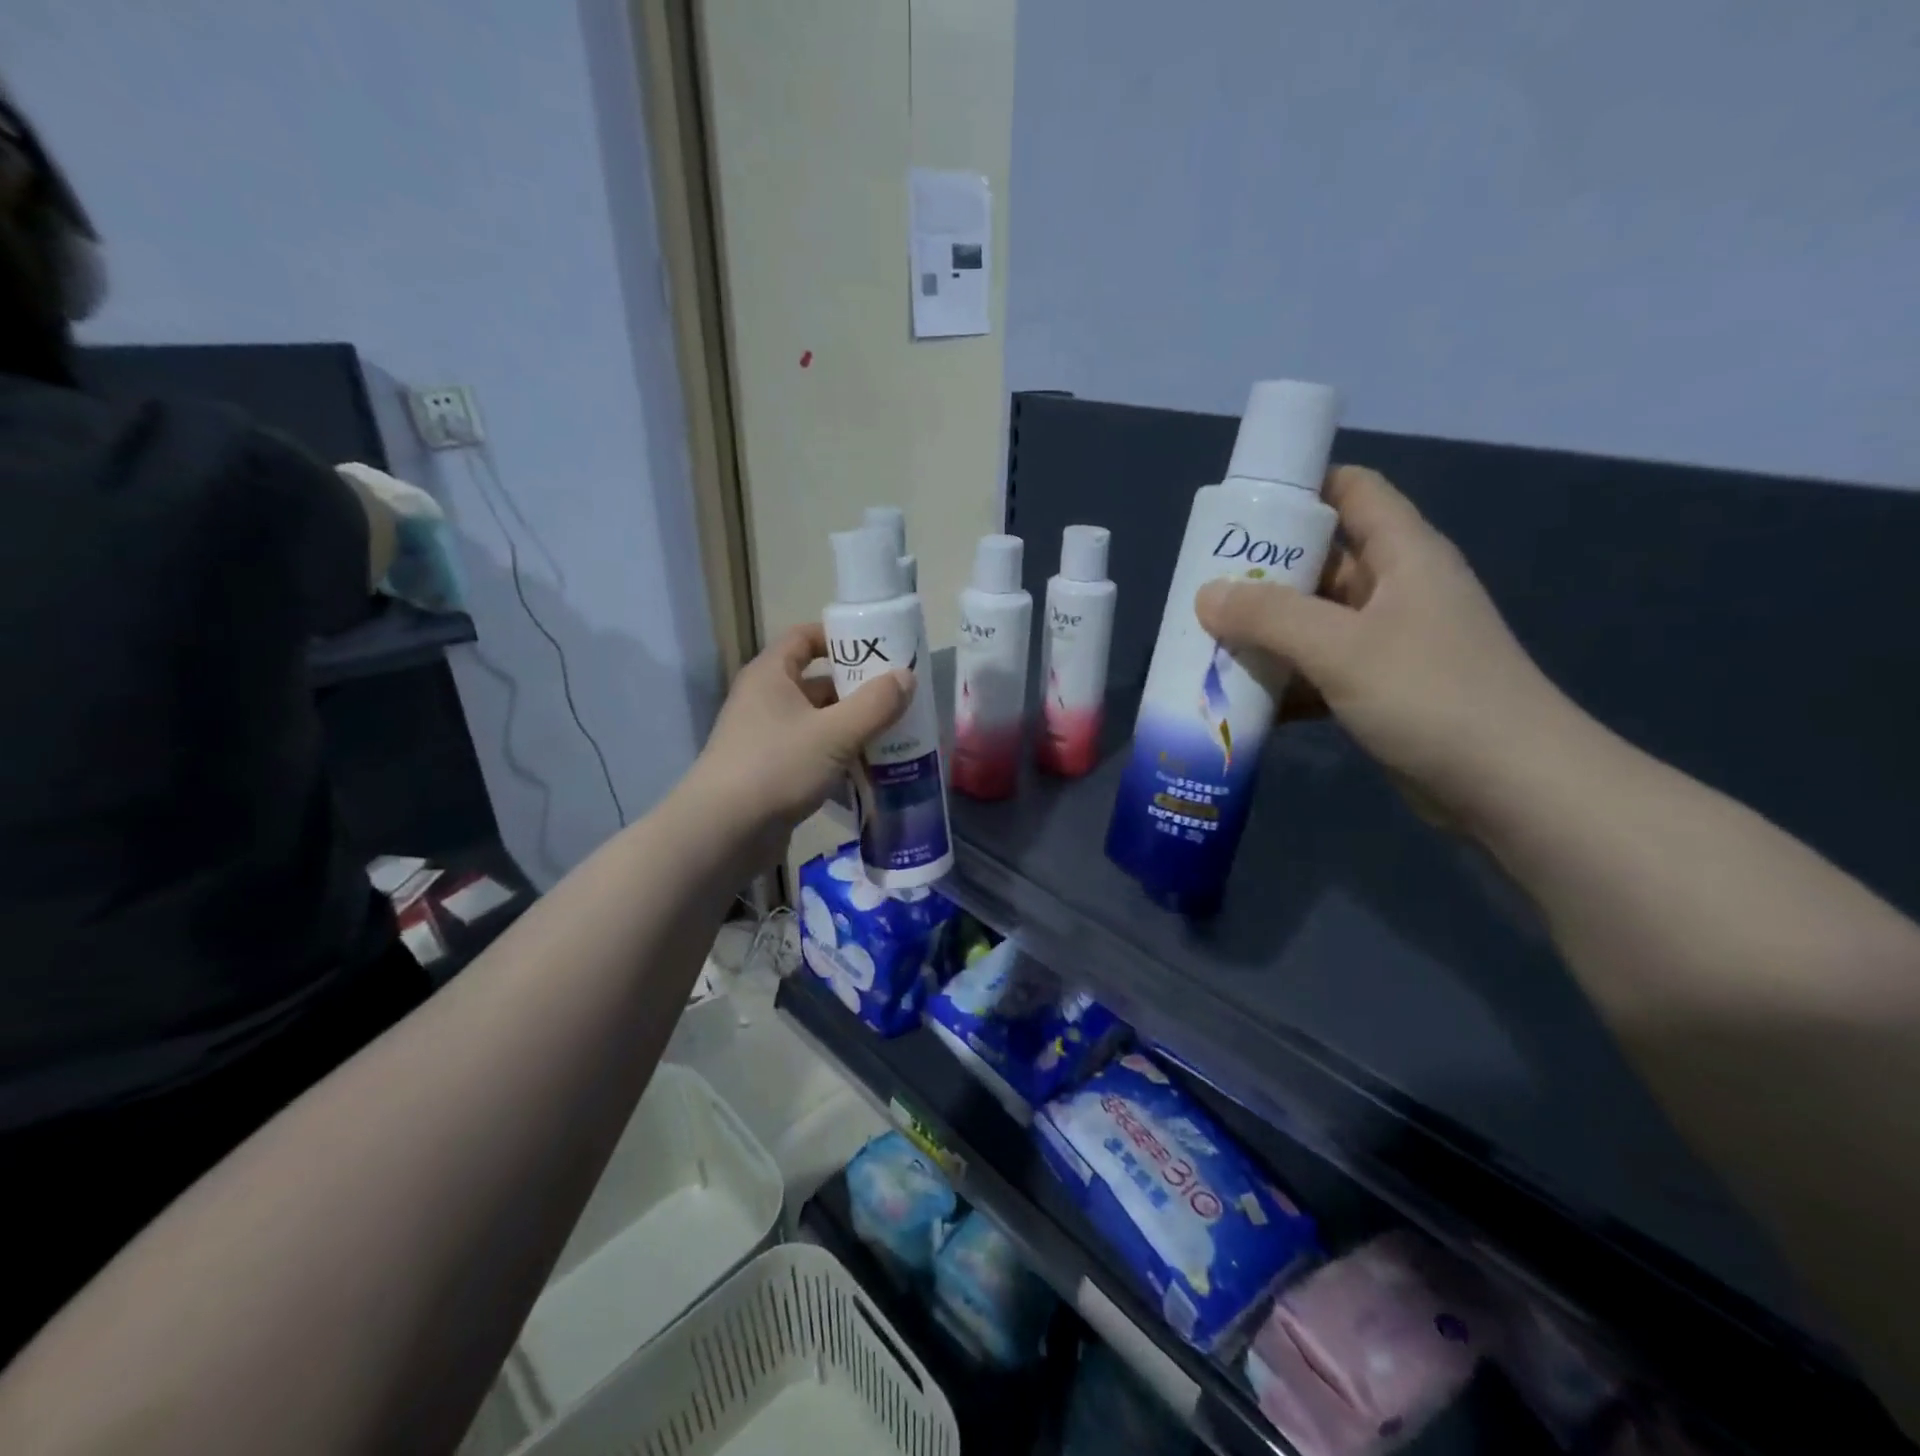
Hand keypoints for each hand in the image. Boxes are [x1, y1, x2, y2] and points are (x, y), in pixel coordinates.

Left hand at [687, 623, 909, 853]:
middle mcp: (765, 700)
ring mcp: (766, 738)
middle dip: (857, 689)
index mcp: (771, 675)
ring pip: (818, 722)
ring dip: (853, 728)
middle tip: (899, 697)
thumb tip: (907, 677)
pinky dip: (839, 758)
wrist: (723, 833)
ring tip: (895, 735)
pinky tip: (871, 772)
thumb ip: (875, 704)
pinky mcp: (772, 772)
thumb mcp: (834, 733)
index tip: (878, 648)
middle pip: (817, 682)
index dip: (840, 638)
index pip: (804, 637)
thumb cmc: (777, 767)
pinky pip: (813, 754)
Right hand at [1195, 466, 1576, 819]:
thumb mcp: (1342, 647)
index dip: (1300, 488)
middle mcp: (1396, 590)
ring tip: (1205, 643)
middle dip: (1261, 573)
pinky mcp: (1379, 690)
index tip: (1239, 510)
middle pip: (1320, 561)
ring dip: (1265, 633)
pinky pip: (1318, 671)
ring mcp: (1388, 643)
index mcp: (1403, 555)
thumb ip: (1270, 616)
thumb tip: (1205, 595)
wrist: (1511, 787)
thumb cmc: (1432, 696)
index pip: (1352, 491)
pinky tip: (1239, 699)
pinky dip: (1283, 681)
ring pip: (1313, 622)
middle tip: (1201, 588)